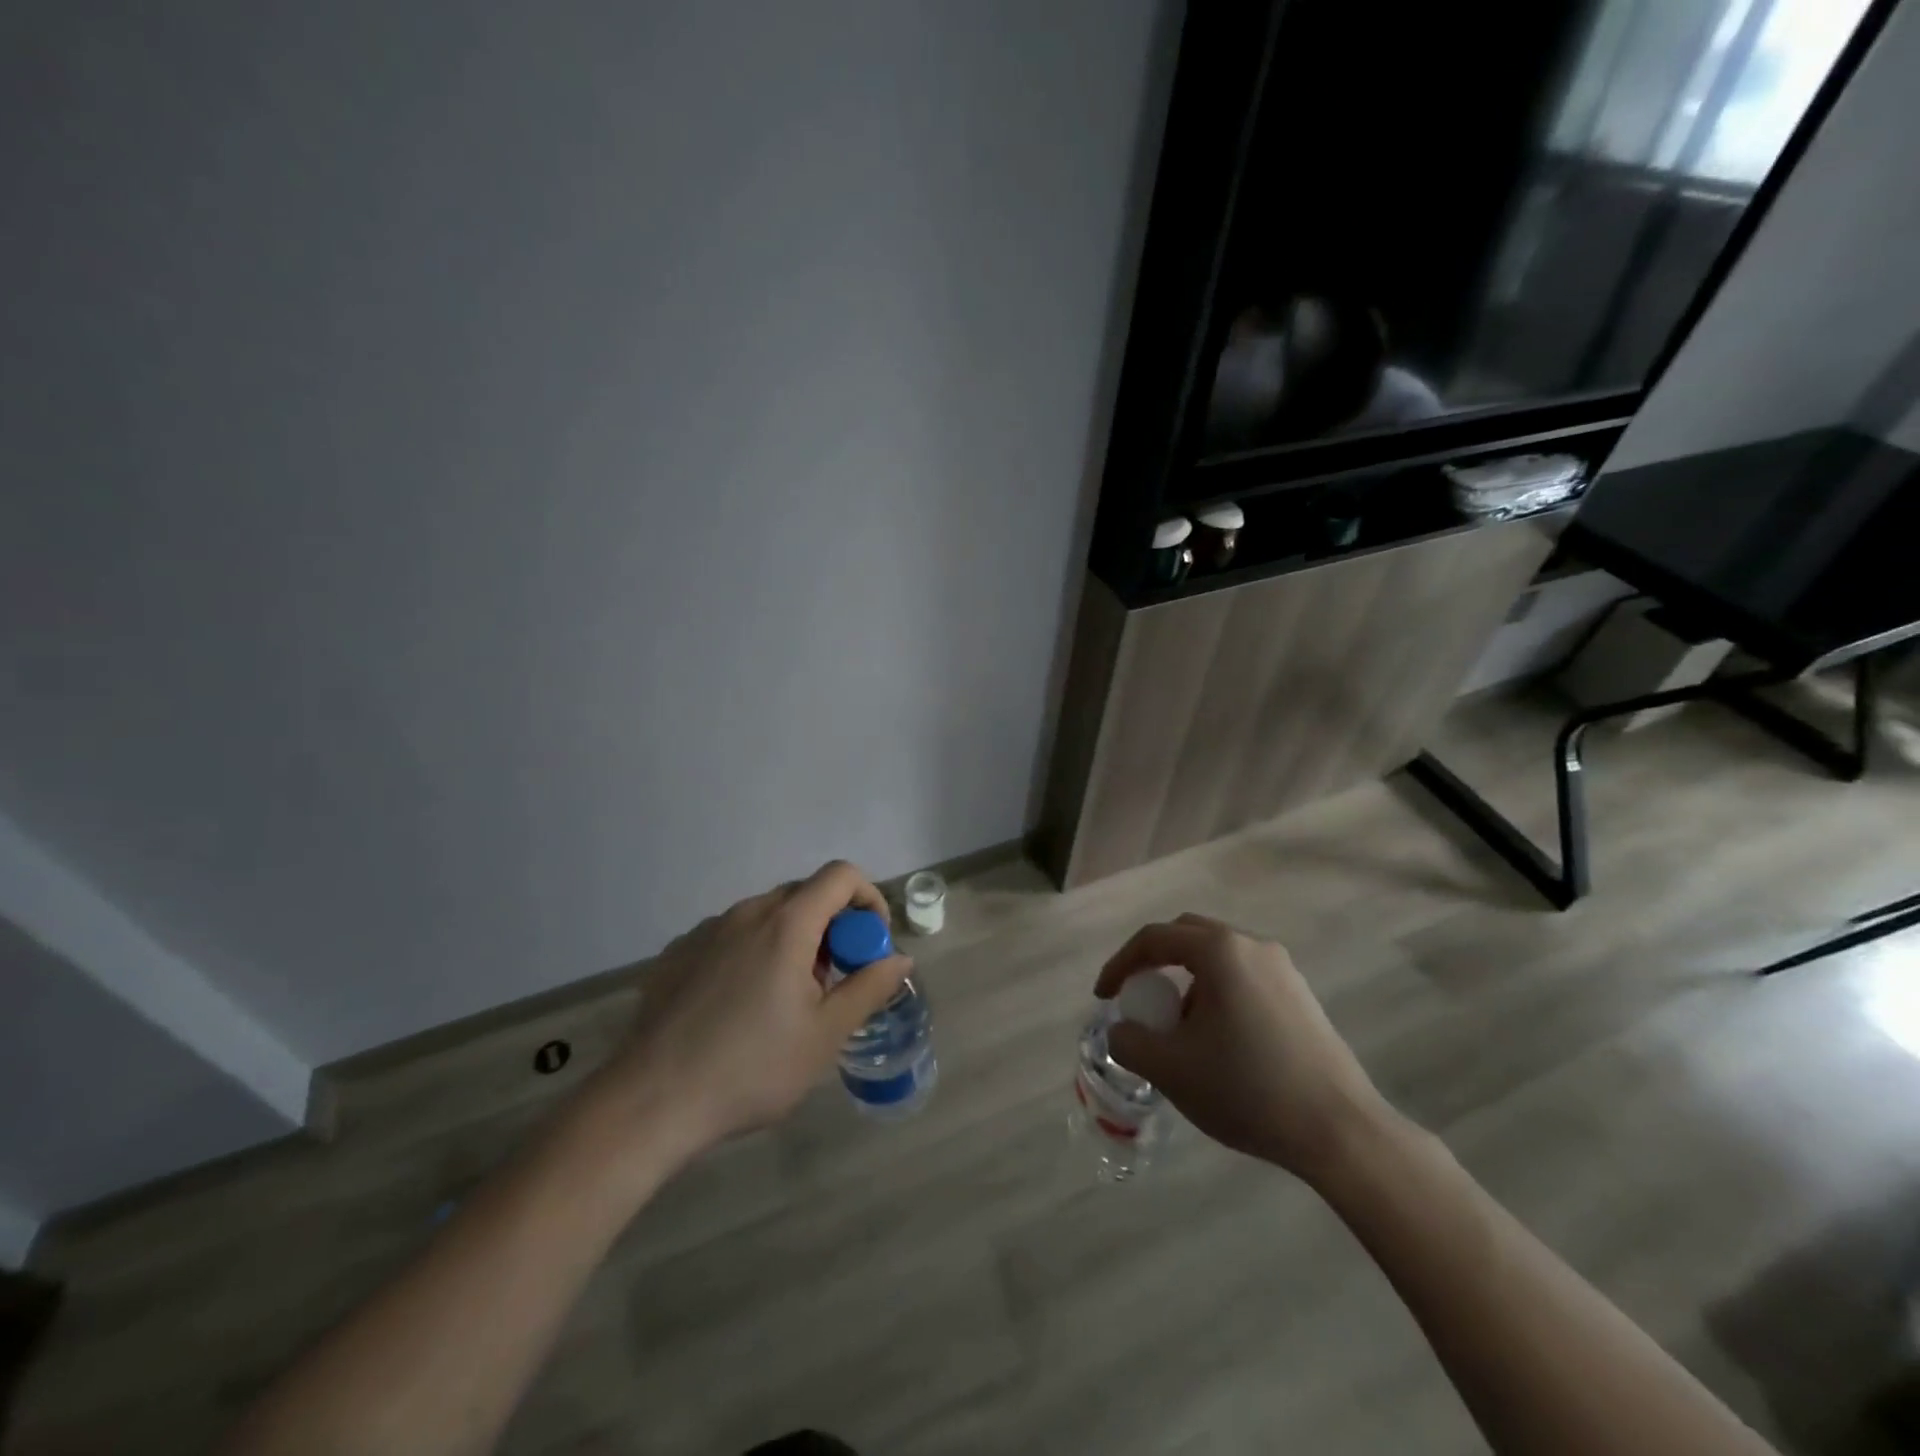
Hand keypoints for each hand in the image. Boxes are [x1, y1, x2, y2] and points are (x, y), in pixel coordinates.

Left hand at [585, 861, 913, 1165]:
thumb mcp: (825, 1035)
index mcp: (786, 923)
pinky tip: (738, 1006)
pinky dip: (752, 952)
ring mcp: (706, 930)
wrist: (650, 1102)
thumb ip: (869, 988)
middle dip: (832, 925)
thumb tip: (900, 958)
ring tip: (785, 999)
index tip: (870, 944)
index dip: (868, 899)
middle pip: (804, 894)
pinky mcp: (677, 953)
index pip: (841, 875)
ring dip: (791, 940)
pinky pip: (730, 935)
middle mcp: (746, 913)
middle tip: (832, 979)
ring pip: (766, 916)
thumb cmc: (751, 1068)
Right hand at [1096, 913, 1392, 1183]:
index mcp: (1219, 951)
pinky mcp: (1302, 996)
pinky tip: (1220, 1042)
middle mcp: (1252, 946)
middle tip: (1140, 999)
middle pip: (1187, 937)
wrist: (1341, 1131)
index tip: (1104, 998)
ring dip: (1187, 982)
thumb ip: (1129, 1042)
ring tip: (1180, 1031)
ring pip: (1218, 959)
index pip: (1153, 939)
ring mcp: (1283, 969)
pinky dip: (1217, 995)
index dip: (1120, 964)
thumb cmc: (1248, 1089)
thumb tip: (1123, 1031)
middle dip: (1155, 964)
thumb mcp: (1170, 1069)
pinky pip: (1244, 978)